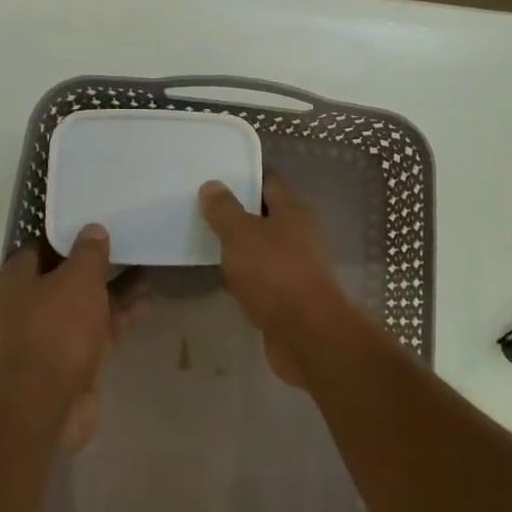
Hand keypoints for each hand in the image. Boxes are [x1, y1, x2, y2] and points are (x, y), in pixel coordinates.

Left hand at [0, 225, 136, 448]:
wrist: (45, 407)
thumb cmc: (54, 330)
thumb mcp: (77, 279)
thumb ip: (89, 252)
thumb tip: (93, 230)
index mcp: (13, 282)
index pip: (39, 247)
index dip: (68, 235)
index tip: (96, 223)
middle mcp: (26, 308)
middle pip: (65, 277)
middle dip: (97, 264)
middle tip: (128, 242)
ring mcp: (49, 337)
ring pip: (86, 304)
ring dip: (115, 289)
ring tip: (148, 265)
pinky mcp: (72, 361)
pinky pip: (99, 329)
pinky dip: (120, 315)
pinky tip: (149, 299)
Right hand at [198, 174, 352, 386]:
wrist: (308, 334)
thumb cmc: (275, 273)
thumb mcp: (241, 234)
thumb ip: (224, 210)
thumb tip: (212, 185)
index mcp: (294, 210)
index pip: (269, 182)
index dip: (245, 177)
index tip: (217, 177)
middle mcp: (301, 234)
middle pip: (267, 216)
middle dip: (239, 215)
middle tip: (203, 212)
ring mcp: (299, 268)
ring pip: (264, 250)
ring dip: (242, 249)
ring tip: (206, 244)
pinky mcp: (292, 298)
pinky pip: (264, 280)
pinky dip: (246, 279)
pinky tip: (224, 282)